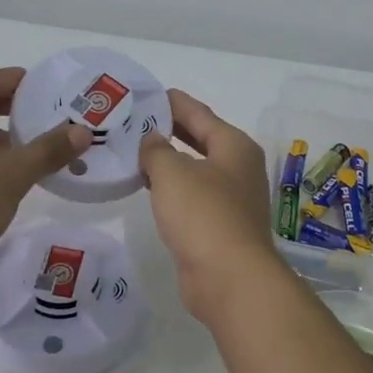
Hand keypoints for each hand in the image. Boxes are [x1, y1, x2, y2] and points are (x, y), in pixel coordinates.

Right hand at [139, 89, 284, 321]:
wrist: (229, 278)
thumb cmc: (204, 215)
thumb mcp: (173, 172)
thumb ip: (157, 149)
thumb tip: (152, 140)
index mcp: (234, 146)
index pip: (199, 113)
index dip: (172, 102)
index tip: (146, 94)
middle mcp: (238, 169)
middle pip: (200, 139)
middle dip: (169, 130)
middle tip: (134, 122)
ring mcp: (232, 200)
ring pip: (195, 170)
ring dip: (169, 162)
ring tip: (135, 152)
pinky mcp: (220, 227)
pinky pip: (192, 197)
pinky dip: (172, 189)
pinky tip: (150, 189)